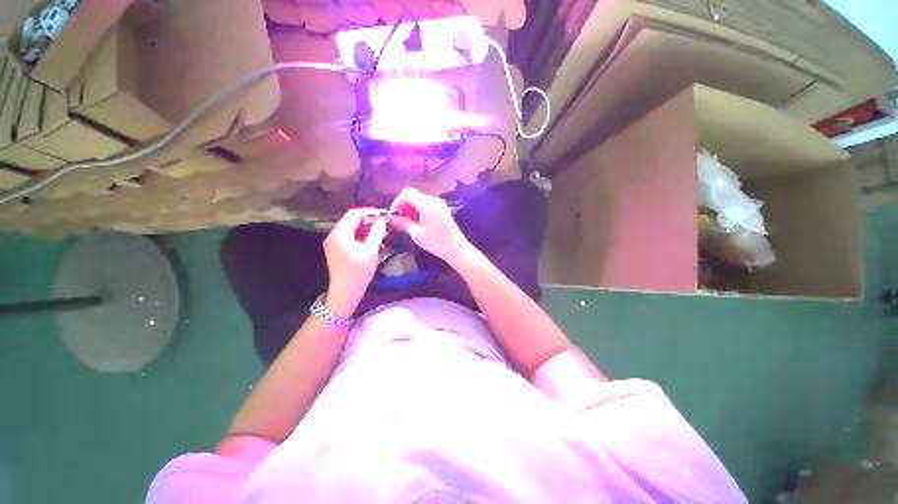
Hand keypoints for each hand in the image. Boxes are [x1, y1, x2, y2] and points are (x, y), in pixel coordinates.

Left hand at [324, 208, 388, 317]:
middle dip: (369, 220)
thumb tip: (382, 219)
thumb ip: (377, 233)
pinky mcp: (338, 250)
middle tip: (385, 223)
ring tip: (382, 231)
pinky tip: (374, 240)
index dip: (369, 212)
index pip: (354, 214)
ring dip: (366, 228)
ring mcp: (334, 243)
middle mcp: (334, 235)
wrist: (345, 293)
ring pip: (352, 229)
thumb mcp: (370, 251)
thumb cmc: (358, 272)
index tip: (384, 214)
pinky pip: (350, 237)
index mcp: (339, 234)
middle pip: (352, 220)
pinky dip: (362, 236)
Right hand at [388, 187, 472, 267]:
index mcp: (427, 204)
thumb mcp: (416, 233)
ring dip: (410, 208)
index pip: (407, 192)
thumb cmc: (436, 242)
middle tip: (398, 220)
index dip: (397, 201)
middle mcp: (433, 200)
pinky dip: (418, 210)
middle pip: (413, 195)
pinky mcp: (441, 209)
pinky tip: (416, 223)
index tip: (394, 214)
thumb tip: (389, 218)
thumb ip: (402, 223)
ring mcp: (439, 204)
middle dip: (403, 205)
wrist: (456, 248)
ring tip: (406, 223)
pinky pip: (426, 205)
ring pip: (419, 200)